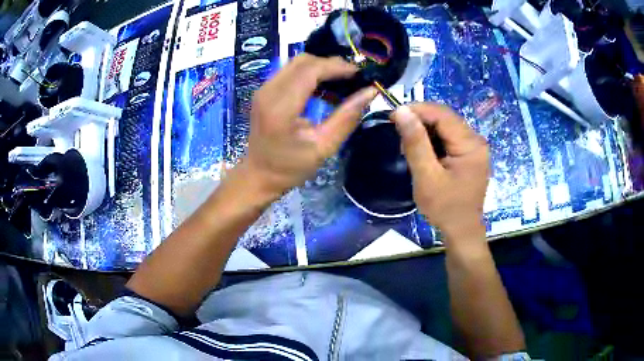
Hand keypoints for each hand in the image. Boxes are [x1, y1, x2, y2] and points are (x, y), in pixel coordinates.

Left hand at [245, 54, 377, 196]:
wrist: (258, 175)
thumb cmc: (290, 167)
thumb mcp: (323, 147)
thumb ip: (347, 117)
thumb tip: (370, 92)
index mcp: (280, 107)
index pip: (310, 70)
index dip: (337, 67)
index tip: (359, 74)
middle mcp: (268, 92)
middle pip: (303, 61)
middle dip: (330, 64)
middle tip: (352, 78)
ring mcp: (263, 89)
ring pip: (296, 63)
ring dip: (320, 67)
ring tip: (341, 82)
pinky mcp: (264, 90)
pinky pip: (290, 71)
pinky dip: (310, 73)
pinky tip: (324, 87)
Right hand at [391, 104, 489, 243]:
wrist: (461, 232)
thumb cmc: (445, 208)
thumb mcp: (427, 177)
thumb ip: (415, 143)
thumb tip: (402, 110)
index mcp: (470, 144)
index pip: (442, 114)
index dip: (417, 110)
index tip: (393, 115)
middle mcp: (476, 140)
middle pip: (445, 118)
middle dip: (420, 121)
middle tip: (399, 135)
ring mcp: (474, 148)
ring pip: (446, 127)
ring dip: (425, 131)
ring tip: (408, 147)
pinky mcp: (470, 155)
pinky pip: (449, 138)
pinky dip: (433, 141)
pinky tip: (422, 152)